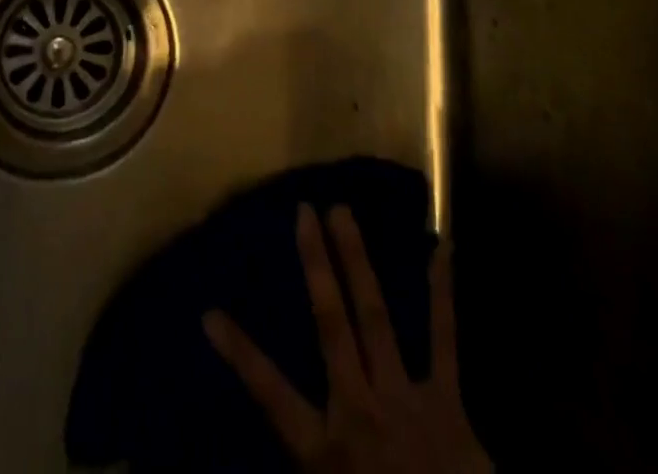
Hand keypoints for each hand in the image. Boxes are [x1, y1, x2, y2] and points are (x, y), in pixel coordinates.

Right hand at [204, 205, 490, 473]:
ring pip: (374, 315)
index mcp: (326, 449)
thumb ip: (311, 462)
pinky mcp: (448, 403)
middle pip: (330, 323)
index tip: (209, 312)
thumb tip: (261, 445)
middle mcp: (359, 409)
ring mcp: (404, 399)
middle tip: (304, 210)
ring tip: (343, 211)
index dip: (239, 352)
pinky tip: (442, 248)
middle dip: (315, 265)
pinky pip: (444, 340)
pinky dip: (441, 293)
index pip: (270, 393)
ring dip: (357, 260)